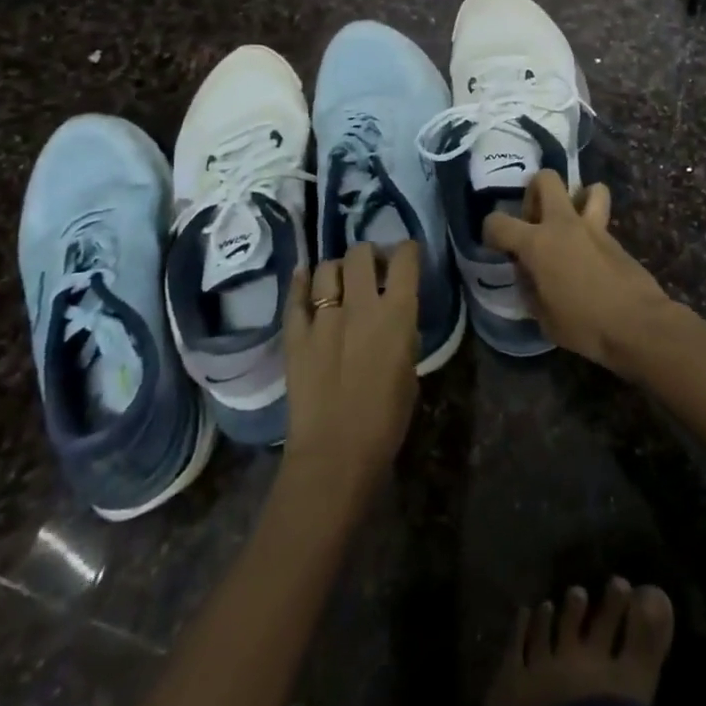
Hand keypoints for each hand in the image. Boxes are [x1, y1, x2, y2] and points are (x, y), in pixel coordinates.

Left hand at [282, 241, 419, 504]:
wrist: (336, 454)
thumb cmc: (386, 420)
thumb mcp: (410, 371)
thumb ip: (402, 335)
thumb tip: (395, 320)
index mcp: (397, 313)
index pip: (405, 259)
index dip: (407, 250)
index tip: (406, 256)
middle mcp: (361, 304)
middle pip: (361, 253)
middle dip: (368, 254)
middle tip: (371, 269)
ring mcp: (323, 318)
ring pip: (327, 268)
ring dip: (337, 269)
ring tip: (340, 281)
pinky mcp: (295, 335)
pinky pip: (296, 297)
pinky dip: (301, 282)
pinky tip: (305, 276)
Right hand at [481, 172, 673, 374]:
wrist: (636, 323)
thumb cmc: (584, 325)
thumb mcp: (543, 317)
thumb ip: (529, 287)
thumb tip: (527, 272)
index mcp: (537, 244)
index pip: (498, 222)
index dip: (490, 232)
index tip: (496, 245)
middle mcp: (563, 224)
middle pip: (546, 179)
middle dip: (534, 193)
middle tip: (534, 222)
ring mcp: (592, 226)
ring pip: (587, 187)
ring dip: (575, 199)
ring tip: (568, 225)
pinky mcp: (614, 236)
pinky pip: (600, 216)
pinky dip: (590, 225)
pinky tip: (588, 251)